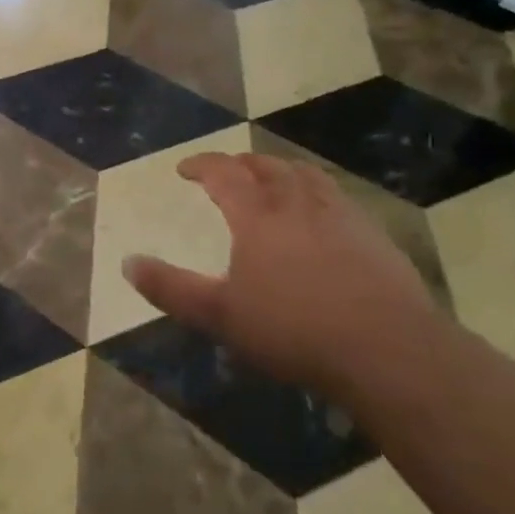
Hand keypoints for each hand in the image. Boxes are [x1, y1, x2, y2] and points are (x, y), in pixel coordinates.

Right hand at [123, 152, 439, 397]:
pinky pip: (338, 196)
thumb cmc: (294, 331)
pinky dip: (318, 192)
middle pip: (265, 166)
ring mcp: (339, 214)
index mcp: (257, 216)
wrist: (387, 350)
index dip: (201, 165)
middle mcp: (296, 202)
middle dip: (242, 163)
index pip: (223, 173)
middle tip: (229, 170)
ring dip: (282, 170)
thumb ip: (171, 289)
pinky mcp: (372, 234)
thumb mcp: (220, 316)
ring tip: (274, 179)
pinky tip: (323, 214)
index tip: (185, 168)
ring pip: (305, 175)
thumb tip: (127, 262)